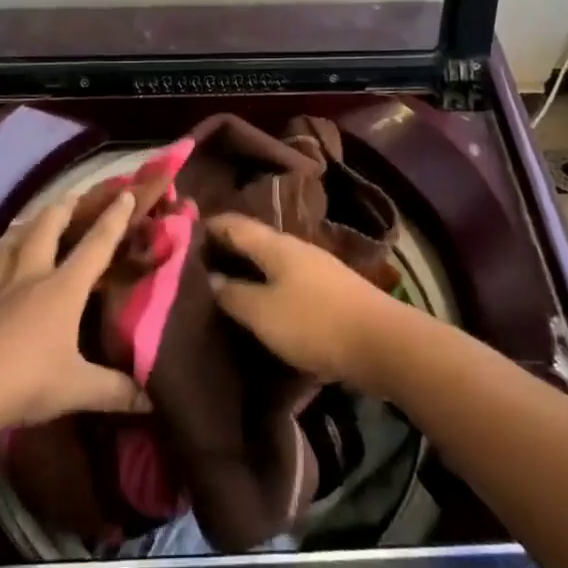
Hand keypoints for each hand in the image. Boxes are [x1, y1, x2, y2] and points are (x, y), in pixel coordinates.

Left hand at [0, 191, 149, 432]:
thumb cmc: (27, 382)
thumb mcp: (78, 389)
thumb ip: (116, 390)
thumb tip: (151, 401)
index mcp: (62, 289)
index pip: (95, 246)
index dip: (113, 219)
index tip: (125, 194)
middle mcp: (28, 280)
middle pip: (44, 231)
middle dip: (61, 210)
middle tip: (71, 198)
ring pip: (3, 250)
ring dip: (16, 233)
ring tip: (23, 225)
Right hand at [205, 212, 399, 385]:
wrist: (382, 342)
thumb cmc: (314, 322)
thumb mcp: (262, 313)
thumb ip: (233, 294)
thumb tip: (210, 278)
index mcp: (275, 245)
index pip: (235, 225)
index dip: (210, 226)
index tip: (185, 231)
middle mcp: (295, 247)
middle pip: (255, 241)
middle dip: (229, 248)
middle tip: (199, 262)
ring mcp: (317, 267)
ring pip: (273, 261)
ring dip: (250, 268)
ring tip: (226, 283)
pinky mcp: (331, 289)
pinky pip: (288, 279)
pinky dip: (269, 283)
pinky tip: (263, 301)